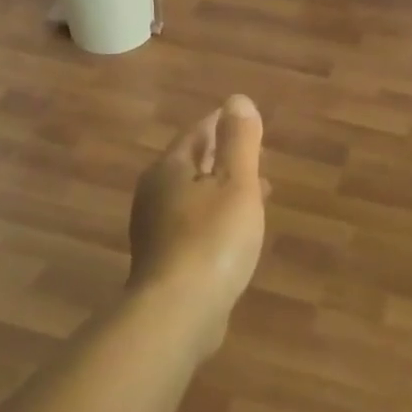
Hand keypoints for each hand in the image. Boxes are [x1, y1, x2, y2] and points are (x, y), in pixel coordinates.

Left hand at [127, 95, 268, 356]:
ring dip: (223, 190)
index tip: (246, 123)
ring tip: (257, 193)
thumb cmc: (212, 239)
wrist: (178, 312)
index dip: (223, 125)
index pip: (197, 134)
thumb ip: (239, 141)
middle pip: (193, 165)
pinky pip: (193, 225)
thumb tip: (237, 100)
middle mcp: (154, 194)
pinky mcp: (163, 260)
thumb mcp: (236, 183)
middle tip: (257, 158)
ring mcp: (154, 229)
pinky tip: (235, 232)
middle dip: (225, 158)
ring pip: (194, 196)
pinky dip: (216, 217)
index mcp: (169, 169)